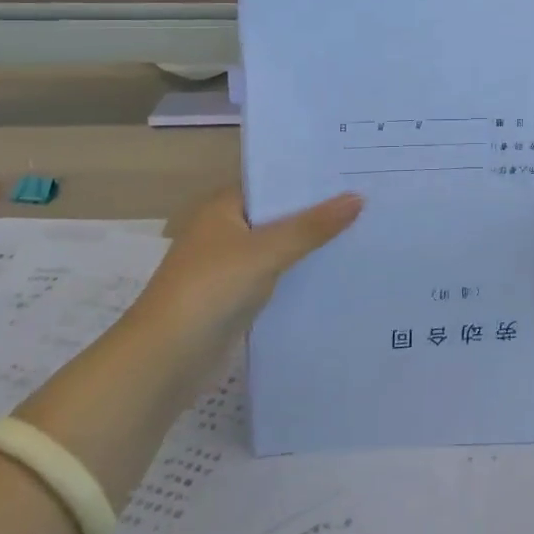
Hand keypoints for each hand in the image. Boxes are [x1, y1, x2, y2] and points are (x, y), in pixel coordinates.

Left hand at [136, 189, 361, 347]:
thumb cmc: (210, 289)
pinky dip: (300, 276)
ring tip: (364, 233)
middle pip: (279, 215)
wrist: (164, 360)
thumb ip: (312, 227)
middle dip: (317, 212)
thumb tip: (358, 198)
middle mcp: (225, 231)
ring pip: (279, 248)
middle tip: (369, 200)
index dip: (310, 179)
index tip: (354, 172)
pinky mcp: (236, 300)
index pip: (273, 183)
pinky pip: (276, 278)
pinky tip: (336, 274)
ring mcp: (230, 267)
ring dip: (310, 246)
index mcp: (223, 207)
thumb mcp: (265, 252)